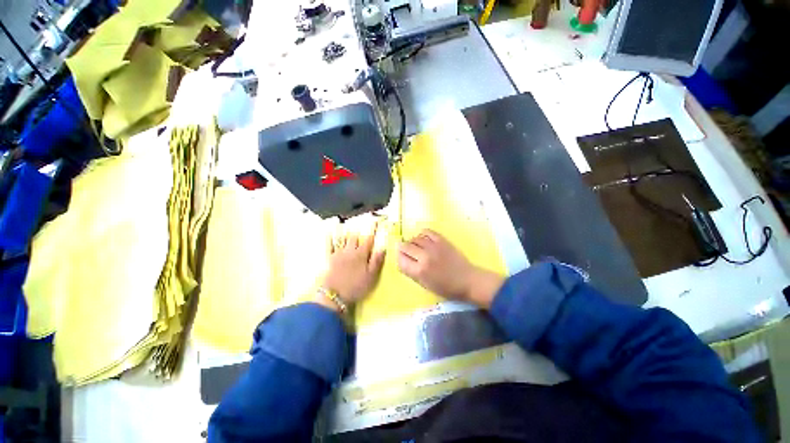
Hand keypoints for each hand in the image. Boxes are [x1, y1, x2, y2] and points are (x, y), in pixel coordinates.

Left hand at [320, 222, 386, 306]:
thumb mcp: (371, 276)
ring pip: (342, 239)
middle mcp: (350, 250)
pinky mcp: (330, 259)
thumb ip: (377, 261)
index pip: (368, 239)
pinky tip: (329, 233)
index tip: (375, 223)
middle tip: (361, 225)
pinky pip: (329, 245)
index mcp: (361, 254)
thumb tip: (382, 248)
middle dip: (359, 231)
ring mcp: (338, 253)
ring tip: (346, 225)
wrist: (335, 295)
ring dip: (345, 232)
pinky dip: (330, 238)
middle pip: (354, 237)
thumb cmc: (356, 286)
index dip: (372, 231)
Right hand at [397, 229, 503, 308]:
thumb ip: (411, 272)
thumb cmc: (446, 287)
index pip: (400, 259)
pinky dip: (422, 234)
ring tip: (416, 246)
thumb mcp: (425, 285)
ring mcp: (433, 247)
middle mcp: (424, 257)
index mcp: (419, 271)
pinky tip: (423, 239)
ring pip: (414, 238)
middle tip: (407, 251)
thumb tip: (402, 259)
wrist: (467, 280)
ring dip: (412, 242)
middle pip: (405, 247)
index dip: (399, 258)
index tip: (402, 258)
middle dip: (403, 249)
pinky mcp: (441, 240)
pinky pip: (426, 231)